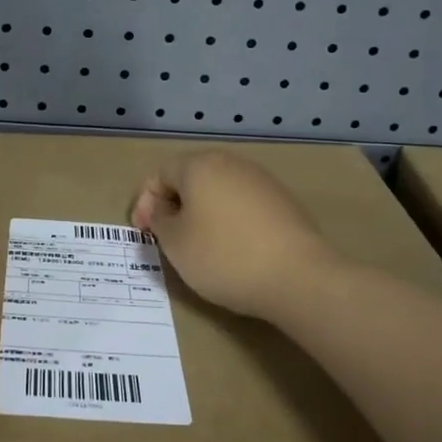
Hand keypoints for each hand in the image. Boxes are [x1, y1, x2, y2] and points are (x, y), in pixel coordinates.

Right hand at [131, 150, 335, 320]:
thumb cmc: (224, 256)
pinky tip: (231, 249)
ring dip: (201, 213)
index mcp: (200, 166)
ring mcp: (262, 182)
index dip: (144, 202)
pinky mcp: (284, 203)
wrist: (299, 277)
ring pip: (219, 192)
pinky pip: (243, 206)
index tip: (142, 233)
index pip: (160, 173)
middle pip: (191, 178)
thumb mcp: (175, 242)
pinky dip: (228, 221)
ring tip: (198, 246)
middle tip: (166, 237)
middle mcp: (232, 164)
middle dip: (173, 205)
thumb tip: (162, 208)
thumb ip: (159, 219)